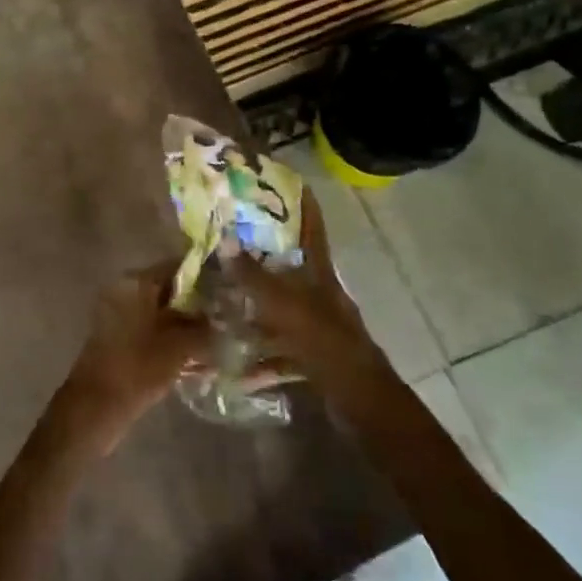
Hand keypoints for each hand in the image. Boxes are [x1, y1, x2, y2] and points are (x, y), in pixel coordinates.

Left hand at [52, 260, 212, 455]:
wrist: (96, 408)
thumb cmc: (137, 368)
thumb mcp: (179, 346)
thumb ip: (204, 329)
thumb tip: (223, 321)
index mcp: (135, 282)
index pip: (177, 267)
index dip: (206, 277)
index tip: (230, 289)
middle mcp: (125, 292)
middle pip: (170, 290)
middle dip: (199, 305)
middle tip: (230, 317)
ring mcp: (120, 316)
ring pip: (163, 313)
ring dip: (188, 326)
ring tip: (220, 340)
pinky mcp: (120, 339)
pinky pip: (152, 331)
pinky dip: (173, 340)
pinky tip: (199, 358)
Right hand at [232, 190, 394, 400]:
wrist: (360, 399)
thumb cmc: (325, 341)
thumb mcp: (285, 306)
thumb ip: (253, 277)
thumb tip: (224, 241)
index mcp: (320, 274)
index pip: (312, 228)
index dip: (303, 203)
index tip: (284, 182)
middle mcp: (320, 295)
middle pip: (290, 268)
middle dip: (261, 259)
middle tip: (228, 246)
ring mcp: (317, 327)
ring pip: (281, 311)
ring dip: (254, 311)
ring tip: (221, 304)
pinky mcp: (313, 357)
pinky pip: (281, 351)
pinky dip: (261, 359)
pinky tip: (236, 369)